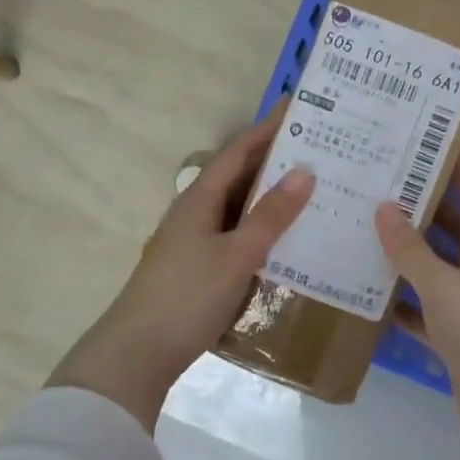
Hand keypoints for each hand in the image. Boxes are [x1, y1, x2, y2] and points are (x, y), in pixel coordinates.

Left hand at [48, 108, 312, 430]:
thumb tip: (304, 171)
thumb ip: (270, 216)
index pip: (239, 151)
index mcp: (200, 198)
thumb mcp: (236, 254)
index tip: (300, 107)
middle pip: (240, 176)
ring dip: (272, 196)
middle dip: (276, 160)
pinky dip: (264, 229)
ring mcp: (197, 241)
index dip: (268, 128)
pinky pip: (239, 235)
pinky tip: (289, 238)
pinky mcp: (201, 267)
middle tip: (320, 149)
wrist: (138, 353)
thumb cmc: (187, 295)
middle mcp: (197, 212)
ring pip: (241, 207)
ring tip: (315, 188)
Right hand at [373, 156, 459, 457]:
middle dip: (420, 210)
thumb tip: (384, 209)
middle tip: (378, 187)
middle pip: (451, 230)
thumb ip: (411, 250)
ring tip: (363, 233)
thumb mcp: (444, 284)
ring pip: (435, 271)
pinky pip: (425, 312)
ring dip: (406, 257)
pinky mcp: (458, 339)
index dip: (459, 169)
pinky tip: (369, 295)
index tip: (429, 143)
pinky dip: (403, 304)